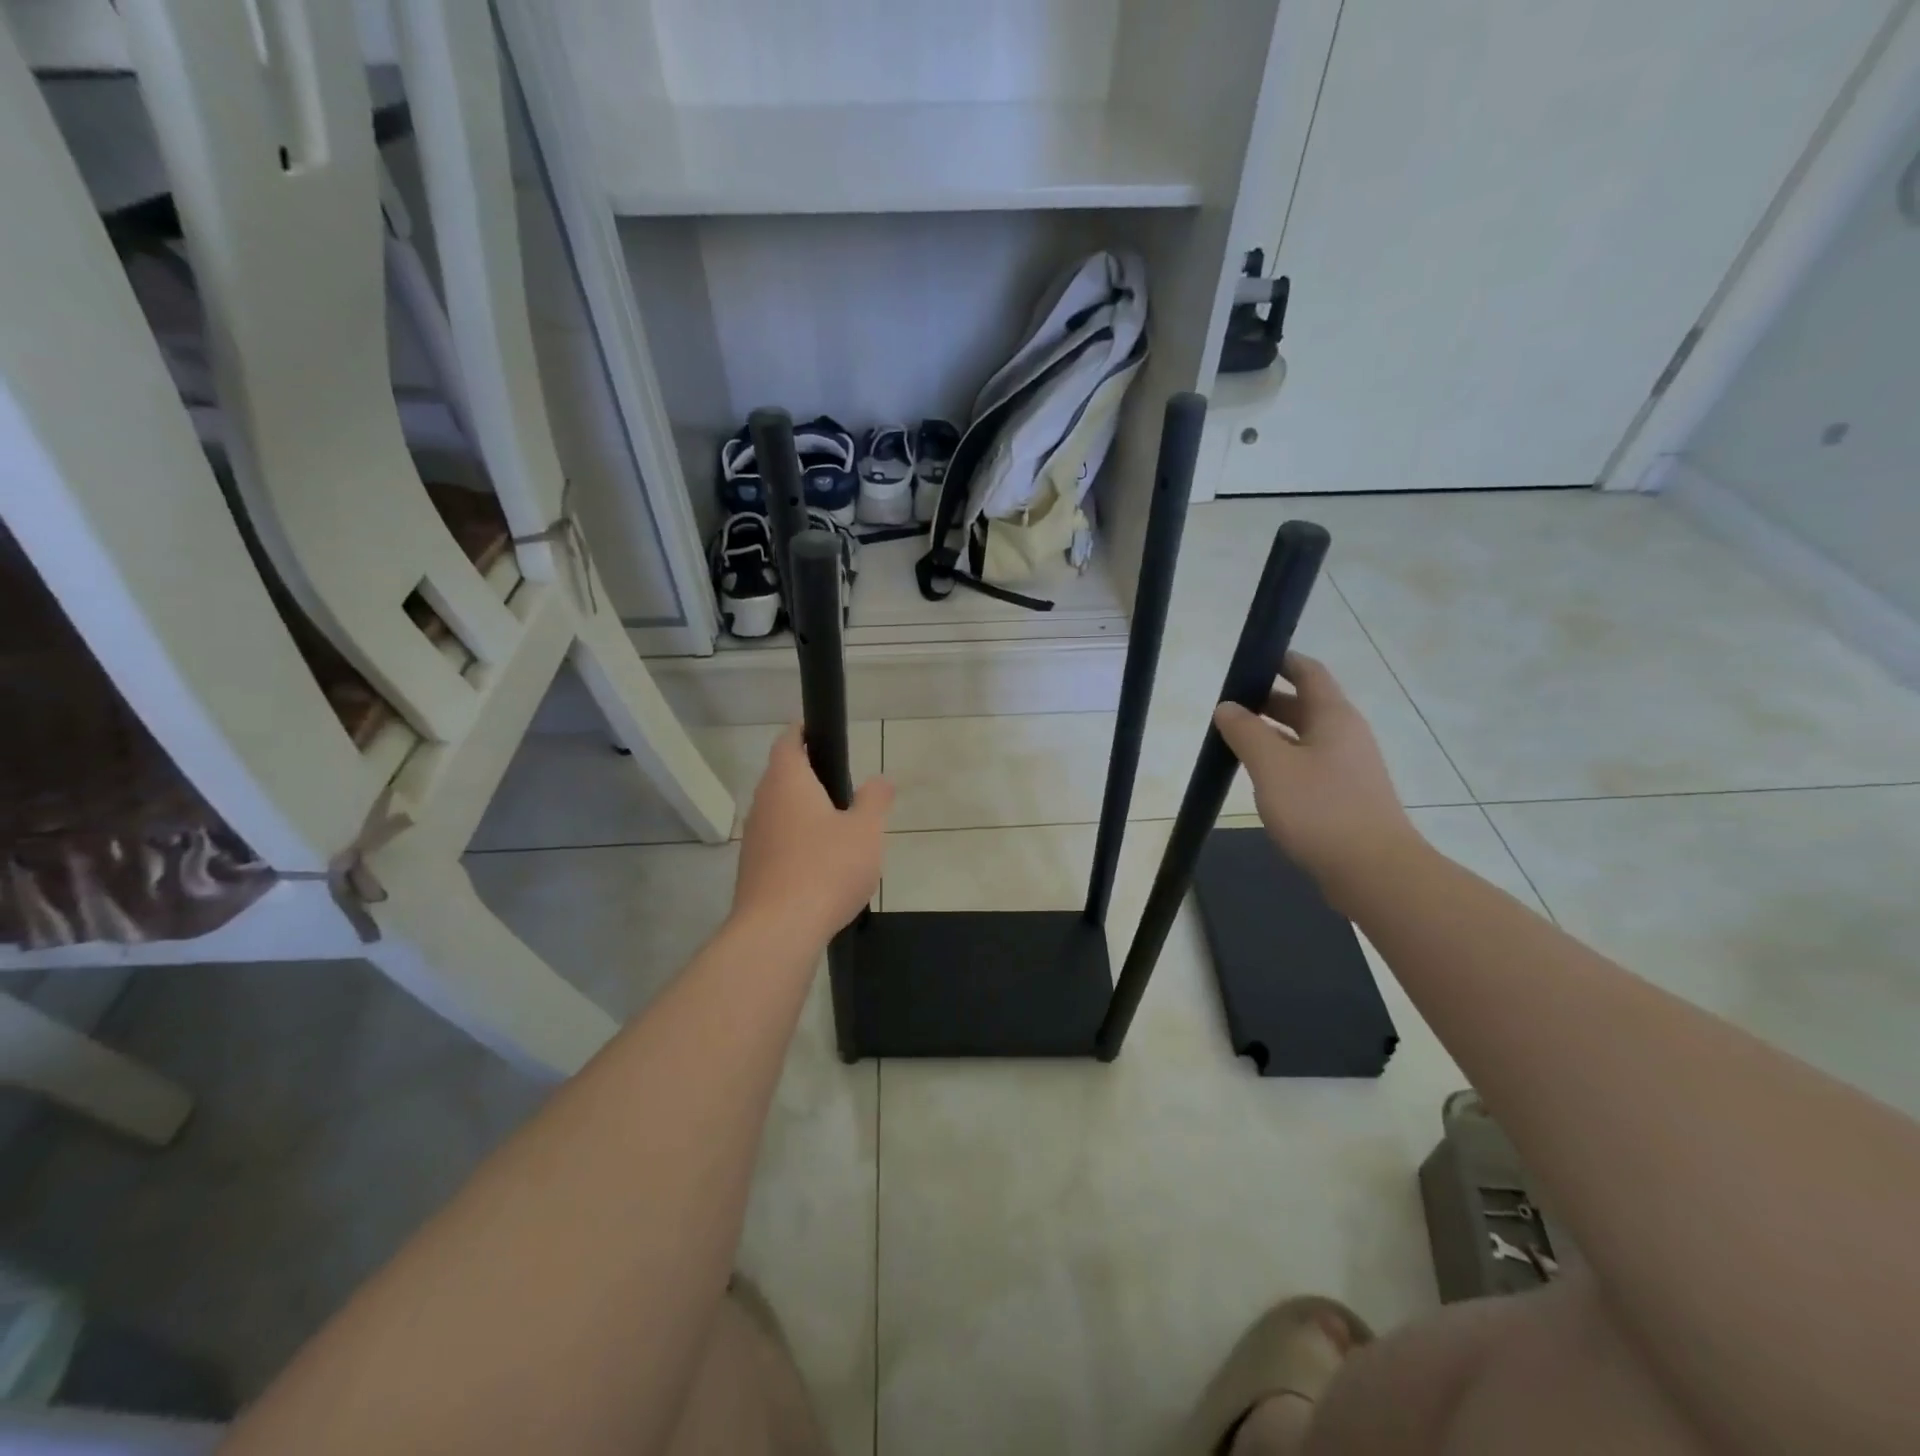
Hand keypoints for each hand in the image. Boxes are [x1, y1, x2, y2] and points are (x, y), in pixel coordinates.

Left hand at [733, 725, 893, 946]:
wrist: (779, 929)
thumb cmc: (827, 868)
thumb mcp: (866, 830)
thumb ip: (875, 800)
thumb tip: (881, 780)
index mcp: (788, 782)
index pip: (788, 742)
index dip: (803, 732)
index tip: (820, 732)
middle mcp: (763, 803)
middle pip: (782, 777)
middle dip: (808, 776)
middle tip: (842, 784)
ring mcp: (753, 838)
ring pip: (779, 812)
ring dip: (802, 812)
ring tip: (837, 826)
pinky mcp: (752, 869)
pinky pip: (777, 842)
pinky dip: (796, 842)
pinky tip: (820, 864)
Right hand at [1213, 653, 1422, 912]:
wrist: (1373, 872)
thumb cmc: (1320, 810)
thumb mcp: (1271, 766)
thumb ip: (1245, 732)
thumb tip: (1226, 707)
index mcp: (1333, 717)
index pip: (1308, 673)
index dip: (1281, 661)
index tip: (1249, 661)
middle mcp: (1345, 735)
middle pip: (1305, 705)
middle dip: (1267, 701)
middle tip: (1228, 706)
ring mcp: (1349, 767)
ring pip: (1305, 737)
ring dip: (1272, 733)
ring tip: (1235, 740)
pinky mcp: (1345, 796)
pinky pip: (1309, 765)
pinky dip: (1282, 760)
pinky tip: (1260, 777)